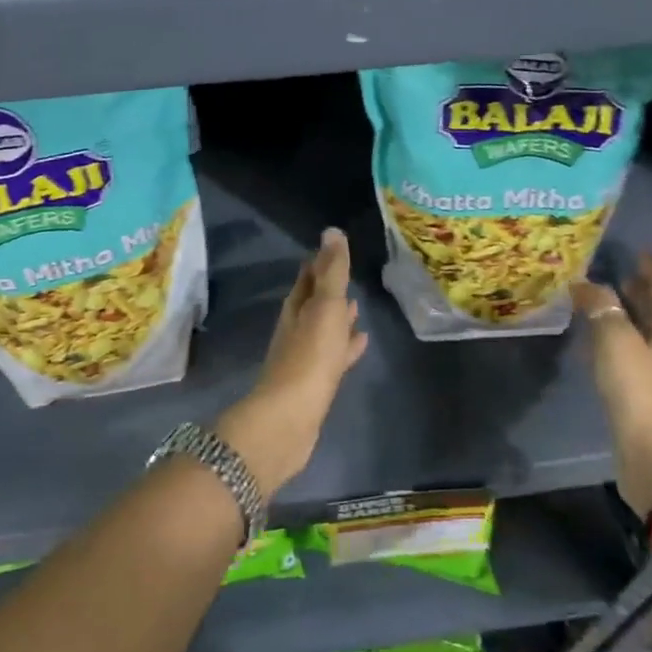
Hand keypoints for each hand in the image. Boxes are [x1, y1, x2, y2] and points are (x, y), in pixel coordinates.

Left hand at [217, 228, 367, 494]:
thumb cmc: (309, 357)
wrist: (289, 419)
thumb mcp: (325, 307)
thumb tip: (332, 231)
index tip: (334, 247)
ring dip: (339, 316)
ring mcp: (305, 357)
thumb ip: (331, 272)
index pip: (308, 276)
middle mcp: (297, 328)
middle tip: (347, 273)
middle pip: (314, 301)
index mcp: (297, 307)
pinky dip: (347, 345)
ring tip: (358, 306)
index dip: (320, 261)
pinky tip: (362, 343)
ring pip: (324, 328)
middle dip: (329, 287)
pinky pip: (335, 355)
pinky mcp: (316, 382)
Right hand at [573, 254, 651, 517]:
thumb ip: (600, 306)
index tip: (635, 250)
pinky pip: (624, 351)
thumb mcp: (615, 339)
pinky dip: (610, 337)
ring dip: (620, 312)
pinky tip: (589, 340)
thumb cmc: (638, 389)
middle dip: (634, 288)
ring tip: (592, 299)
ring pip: (638, 330)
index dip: (651, 268)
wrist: (650, 454)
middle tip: (607, 270)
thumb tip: (584, 283)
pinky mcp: (638, 391)